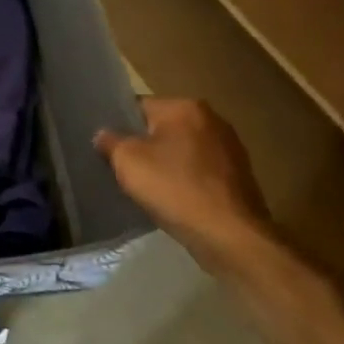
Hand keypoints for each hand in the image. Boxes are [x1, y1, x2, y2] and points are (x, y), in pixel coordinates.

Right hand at [94, 98, 282, 280]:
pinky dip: (185, 178)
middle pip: (162, 127)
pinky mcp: (239, 175)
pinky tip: (173, 198)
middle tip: (122, 167)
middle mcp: (212, 119)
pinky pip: (200, 169)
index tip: (107, 146)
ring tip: (147, 184)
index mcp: (184, 107)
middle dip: (144, 144)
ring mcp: (230, 147)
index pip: (139, 107)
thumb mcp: (127, 161)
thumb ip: (110, 142)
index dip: (119, 125)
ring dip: (166, 162)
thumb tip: (104, 135)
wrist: (230, 236)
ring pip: (182, 149)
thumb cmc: (174, 188)